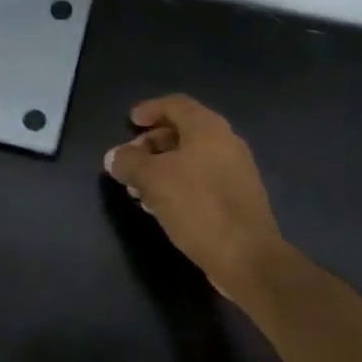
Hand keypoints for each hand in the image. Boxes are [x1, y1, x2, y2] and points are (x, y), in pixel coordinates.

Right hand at [104, 95, 285, 298]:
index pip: (176, 104)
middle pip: (183, 131)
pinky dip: (178, 184)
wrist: (247, 256)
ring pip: (191, 158)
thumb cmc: (197, 207)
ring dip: (162, 167)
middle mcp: (226, 142)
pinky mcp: (237, 198)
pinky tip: (161, 206)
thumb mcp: (152, 180)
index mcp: (208, 128)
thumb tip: (114, 156)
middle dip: (152, 143)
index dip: (150, 109)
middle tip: (129, 161)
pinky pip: (202, 180)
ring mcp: (235, 171)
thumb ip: (129, 162)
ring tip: (138, 188)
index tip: (130, 122)